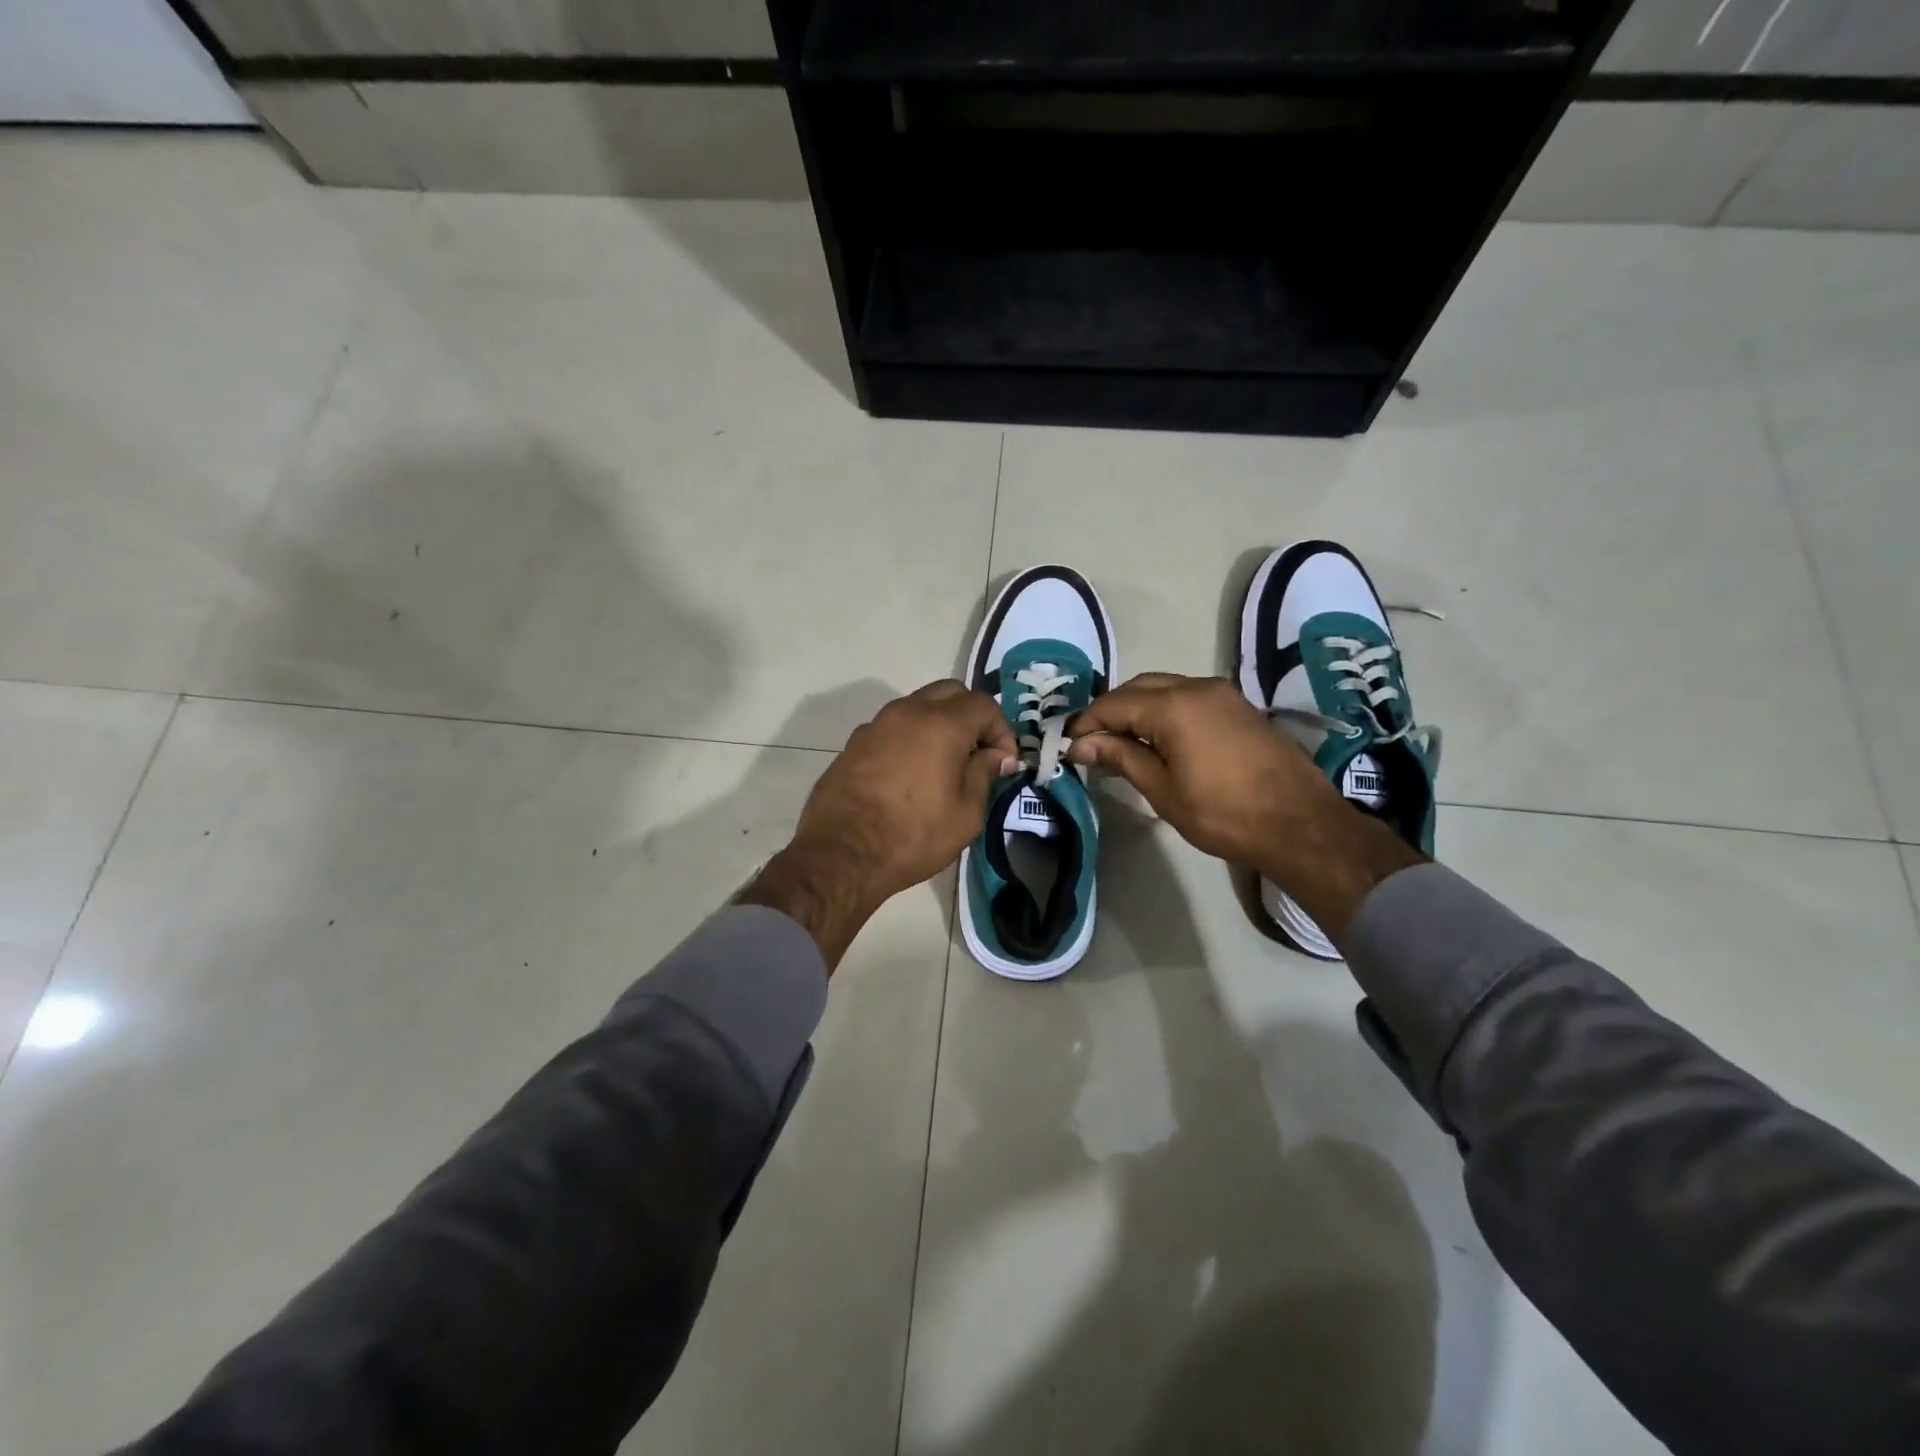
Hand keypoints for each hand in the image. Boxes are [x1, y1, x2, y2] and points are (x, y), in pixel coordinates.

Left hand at [743, 681, 1018, 967]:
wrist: (841, 854)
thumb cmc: (912, 836)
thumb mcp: (966, 814)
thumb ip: (985, 775)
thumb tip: (996, 756)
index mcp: (941, 724)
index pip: (983, 705)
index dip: (1001, 730)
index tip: (1004, 762)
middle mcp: (907, 712)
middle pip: (950, 693)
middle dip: (971, 716)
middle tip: (978, 753)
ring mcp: (875, 725)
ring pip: (918, 707)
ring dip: (939, 724)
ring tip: (945, 764)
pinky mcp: (854, 743)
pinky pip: (893, 728)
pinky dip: (910, 738)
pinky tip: (911, 775)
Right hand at [1067, 673, 1422, 942]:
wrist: (1301, 824)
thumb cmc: (1224, 813)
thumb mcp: (1163, 790)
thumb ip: (1120, 757)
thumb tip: (1081, 744)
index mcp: (1174, 705)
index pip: (1113, 704)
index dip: (1086, 723)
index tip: (1068, 747)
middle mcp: (1197, 687)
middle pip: (1138, 688)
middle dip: (1110, 712)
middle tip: (1091, 745)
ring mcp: (1222, 694)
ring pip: (1164, 689)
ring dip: (1137, 709)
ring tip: (1121, 744)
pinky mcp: (1238, 707)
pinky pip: (1188, 697)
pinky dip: (1164, 711)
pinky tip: (1158, 740)